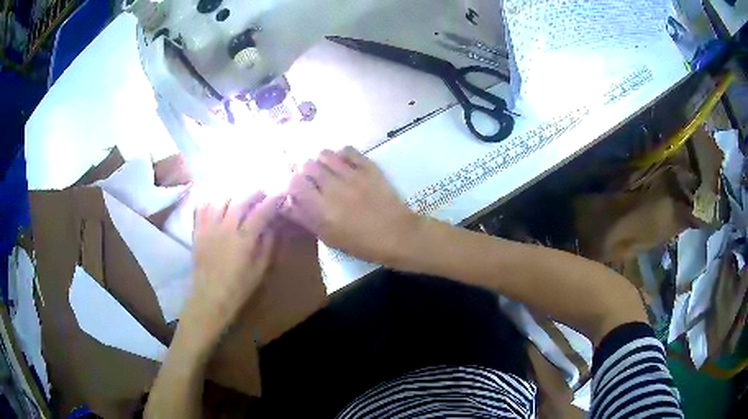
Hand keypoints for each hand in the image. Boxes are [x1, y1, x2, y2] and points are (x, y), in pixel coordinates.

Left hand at [185, 192, 282, 348]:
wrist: (209, 298)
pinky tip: (216, 199)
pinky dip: (209, 199)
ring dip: (234, 194)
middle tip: (262, 192)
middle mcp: (226, 228)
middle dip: (254, 192)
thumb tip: (272, 226)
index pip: (261, 212)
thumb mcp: (260, 271)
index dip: (272, 200)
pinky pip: (201, 207)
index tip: (280, 193)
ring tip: (240, 196)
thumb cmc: (238, 288)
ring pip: (221, 200)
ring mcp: (209, 227)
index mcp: (244, 239)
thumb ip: (267, 246)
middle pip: (241, 200)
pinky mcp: (197, 231)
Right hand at [282, 147, 420, 264]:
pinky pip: (348, 150)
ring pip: (325, 154)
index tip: (301, 191)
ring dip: (323, 161)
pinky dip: (342, 155)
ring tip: (330, 171)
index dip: (295, 185)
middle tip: (315, 181)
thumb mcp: (329, 238)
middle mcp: (332, 187)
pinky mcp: (368, 167)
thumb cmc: (362, 243)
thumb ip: (306, 219)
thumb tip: (287, 203)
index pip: (295, 183)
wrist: (397, 235)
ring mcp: (351, 174)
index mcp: (321, 208)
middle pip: (307, 165)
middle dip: (307, 172)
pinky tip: (346, 165)